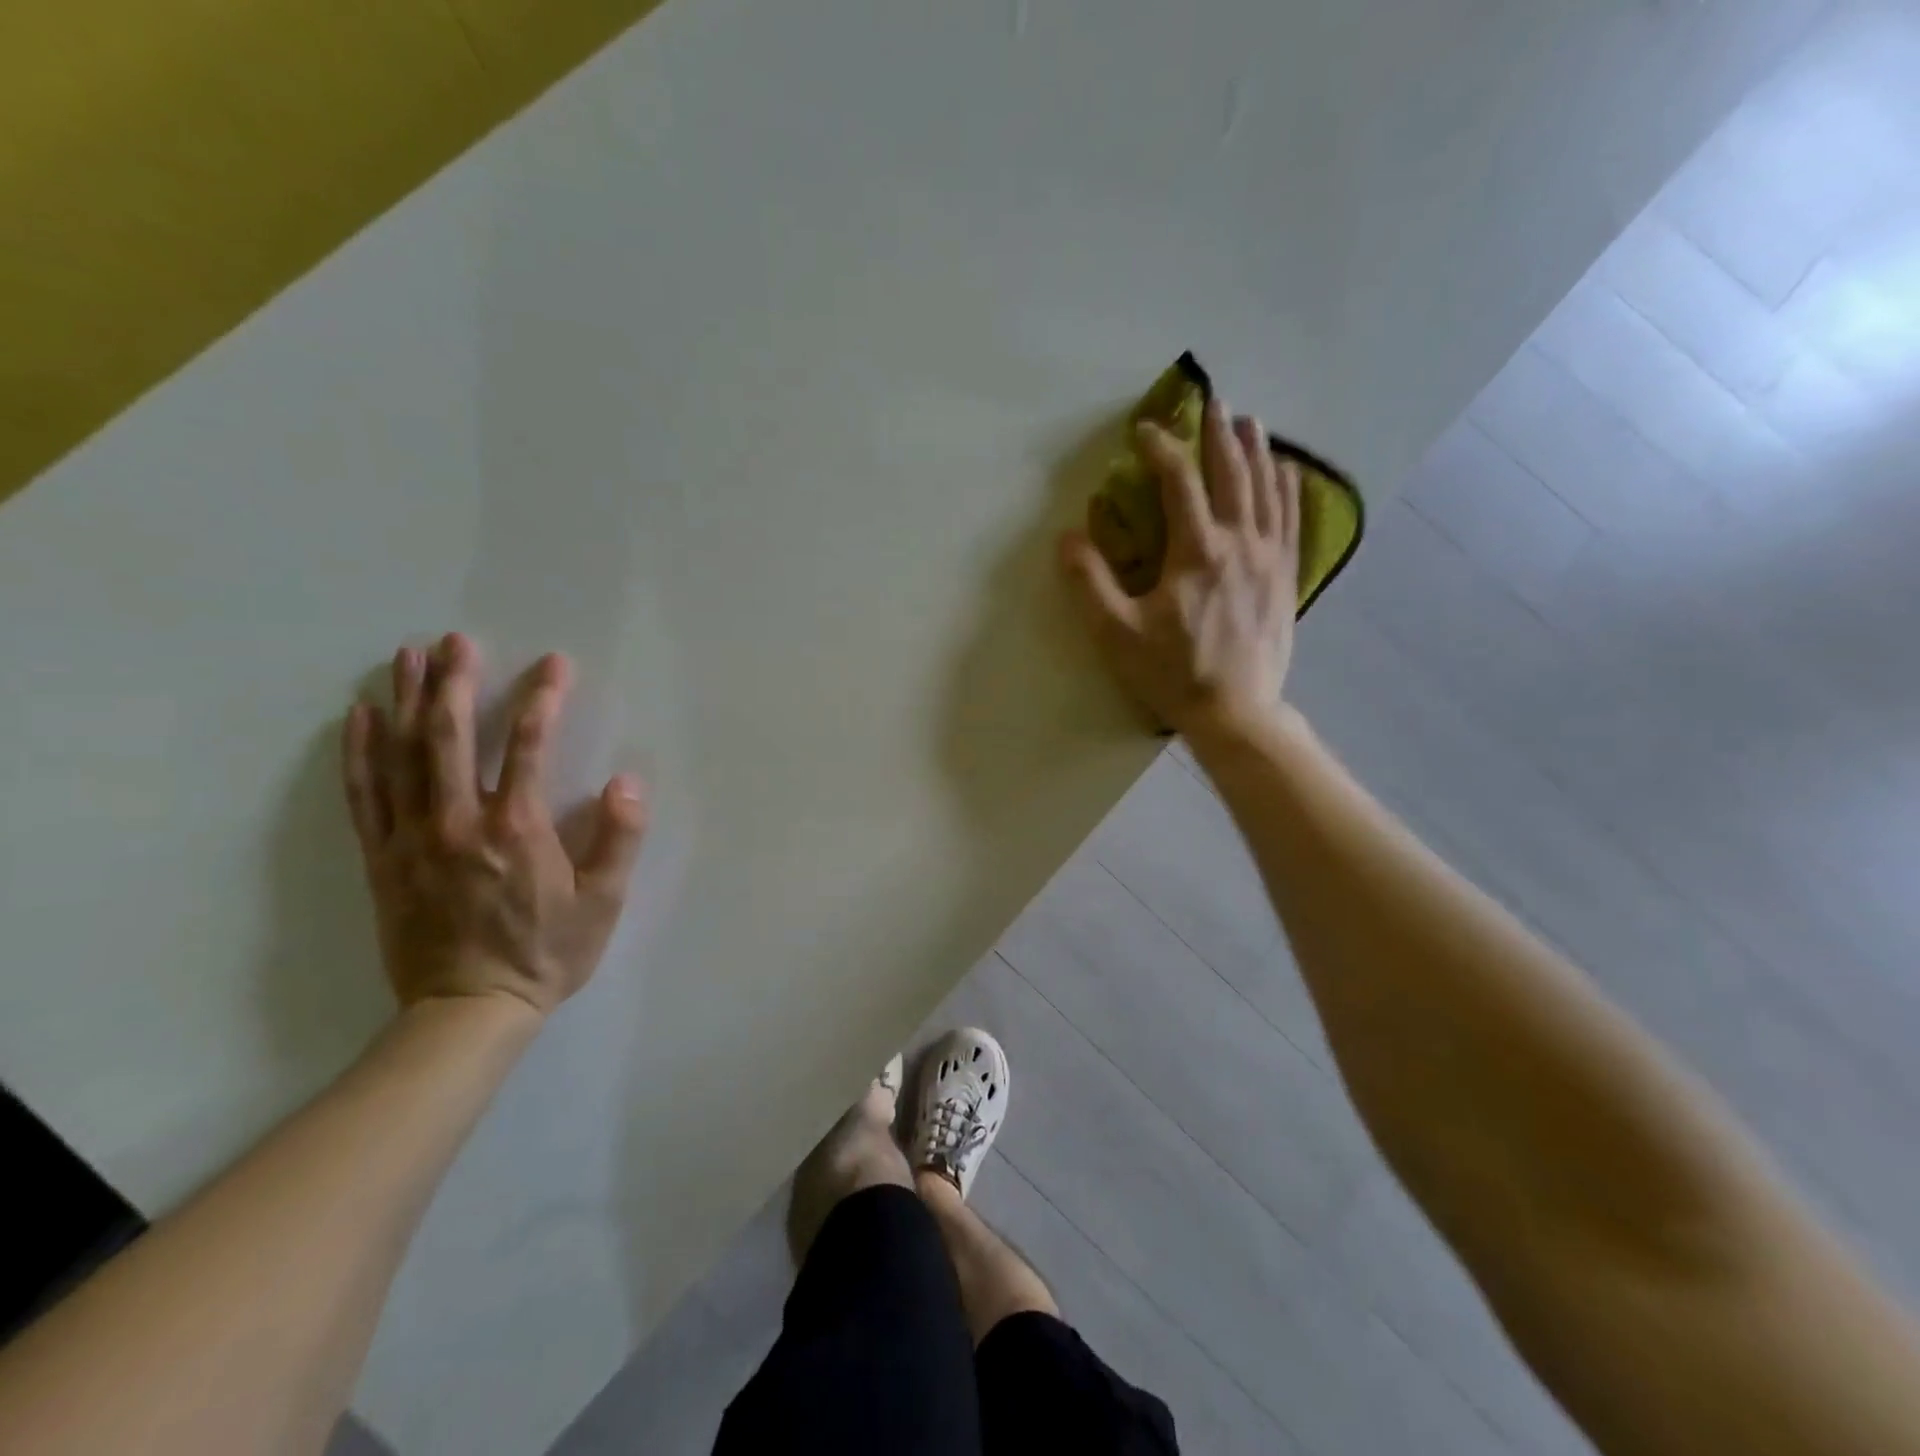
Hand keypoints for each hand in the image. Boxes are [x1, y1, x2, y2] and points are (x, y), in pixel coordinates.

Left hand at [340, 634, 648, 1018]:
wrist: (469, 1010)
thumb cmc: (548, 952)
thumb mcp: (603, 901)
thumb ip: (619, 838)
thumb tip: (627, 782)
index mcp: (516, 828)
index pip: (528, 745)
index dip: (542, 698)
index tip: (554, 664)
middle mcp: (458, 821)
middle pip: (449, 737)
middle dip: (454, 682)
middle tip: (457, 640)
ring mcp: (412, 838)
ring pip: (401, 756)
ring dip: (404, 701)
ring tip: (406, 657)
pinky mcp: (383, 858)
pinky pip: (366, 794)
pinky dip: (360, 752)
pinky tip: (359, 717)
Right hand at [1061, 396, 1301, 736]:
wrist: (1235, 712)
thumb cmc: (1171, 672)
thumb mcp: (1117, 632)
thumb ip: (1090, 582)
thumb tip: (1067, 537)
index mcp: (1196, 551)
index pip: (1179, 483)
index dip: (1161, 449)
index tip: (1144, 431)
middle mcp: (1239, 543)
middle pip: (1232, 474)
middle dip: (1219, 435)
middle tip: (1212, 403)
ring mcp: (1270, 559)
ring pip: (1268, 490)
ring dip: (1257, 452)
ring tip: (1250, 423)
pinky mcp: (1286, 577)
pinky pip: (1293, 520)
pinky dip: (1289, 489)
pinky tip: (1288, 471)